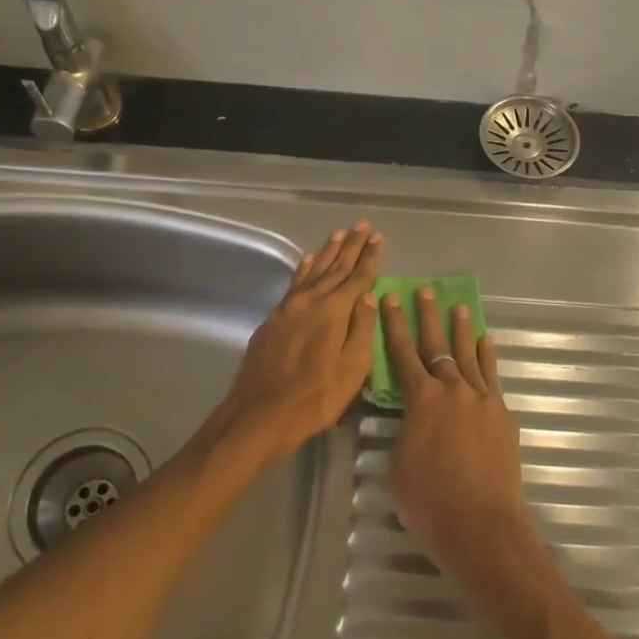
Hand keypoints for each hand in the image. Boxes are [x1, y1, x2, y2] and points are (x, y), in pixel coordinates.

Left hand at [223, 221, 382, 458]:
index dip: (370, 257)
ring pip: (313, 270)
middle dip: (351, 245)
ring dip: (328, 251)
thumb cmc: (315, 397)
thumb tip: (370, 296)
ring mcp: (289, 307)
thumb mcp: (352, 368)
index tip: (378, 237)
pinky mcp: (273, 318)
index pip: (358, 276)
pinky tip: (307, 260)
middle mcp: (311, 300)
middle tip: (362, 225)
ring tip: (339, 234)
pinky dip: (304, 268)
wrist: (259, 414)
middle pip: (336, 266)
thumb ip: (362, 329)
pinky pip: (294, 282)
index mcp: (334, 310)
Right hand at [381, 285, 537, 588]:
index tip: (392, 298)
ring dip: (462, 330)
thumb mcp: (399, 464)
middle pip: (438, 345)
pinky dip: (487, 357)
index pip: (402, 353)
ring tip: (459, 307)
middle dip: (429, 316)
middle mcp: (452, 389)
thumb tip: (415, 418)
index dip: (395, 325)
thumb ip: (406, 430)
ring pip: (469, 355)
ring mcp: (481, 399)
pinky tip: (486, 343)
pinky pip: (492, 377)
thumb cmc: (429, 501)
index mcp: (421, 399)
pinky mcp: (502, 415)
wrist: (481, 525)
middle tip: (426, 291)